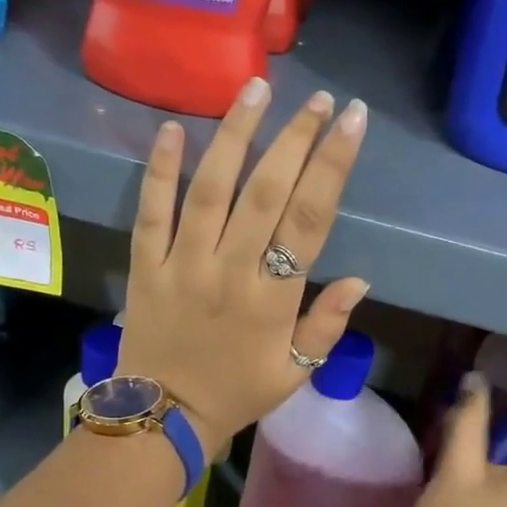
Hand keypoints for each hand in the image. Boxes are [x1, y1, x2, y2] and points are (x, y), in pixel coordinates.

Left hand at [118, 78, 371, 456]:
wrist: (163, 418)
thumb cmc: (237, 394)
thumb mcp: (295, 374)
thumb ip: (327, 325)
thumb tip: (361, 278)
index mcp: (273, 299)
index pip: (309, 219)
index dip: (332, 165)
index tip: (351, 120)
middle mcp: (230, 271)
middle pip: (266, 192)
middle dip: (295, 138)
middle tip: (317, 99)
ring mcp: (183, 264)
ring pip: (211, 188)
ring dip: (235, 135)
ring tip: (256, 89)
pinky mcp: (146, 266)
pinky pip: (151, 211)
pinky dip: (161, 169)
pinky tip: (175, 128)